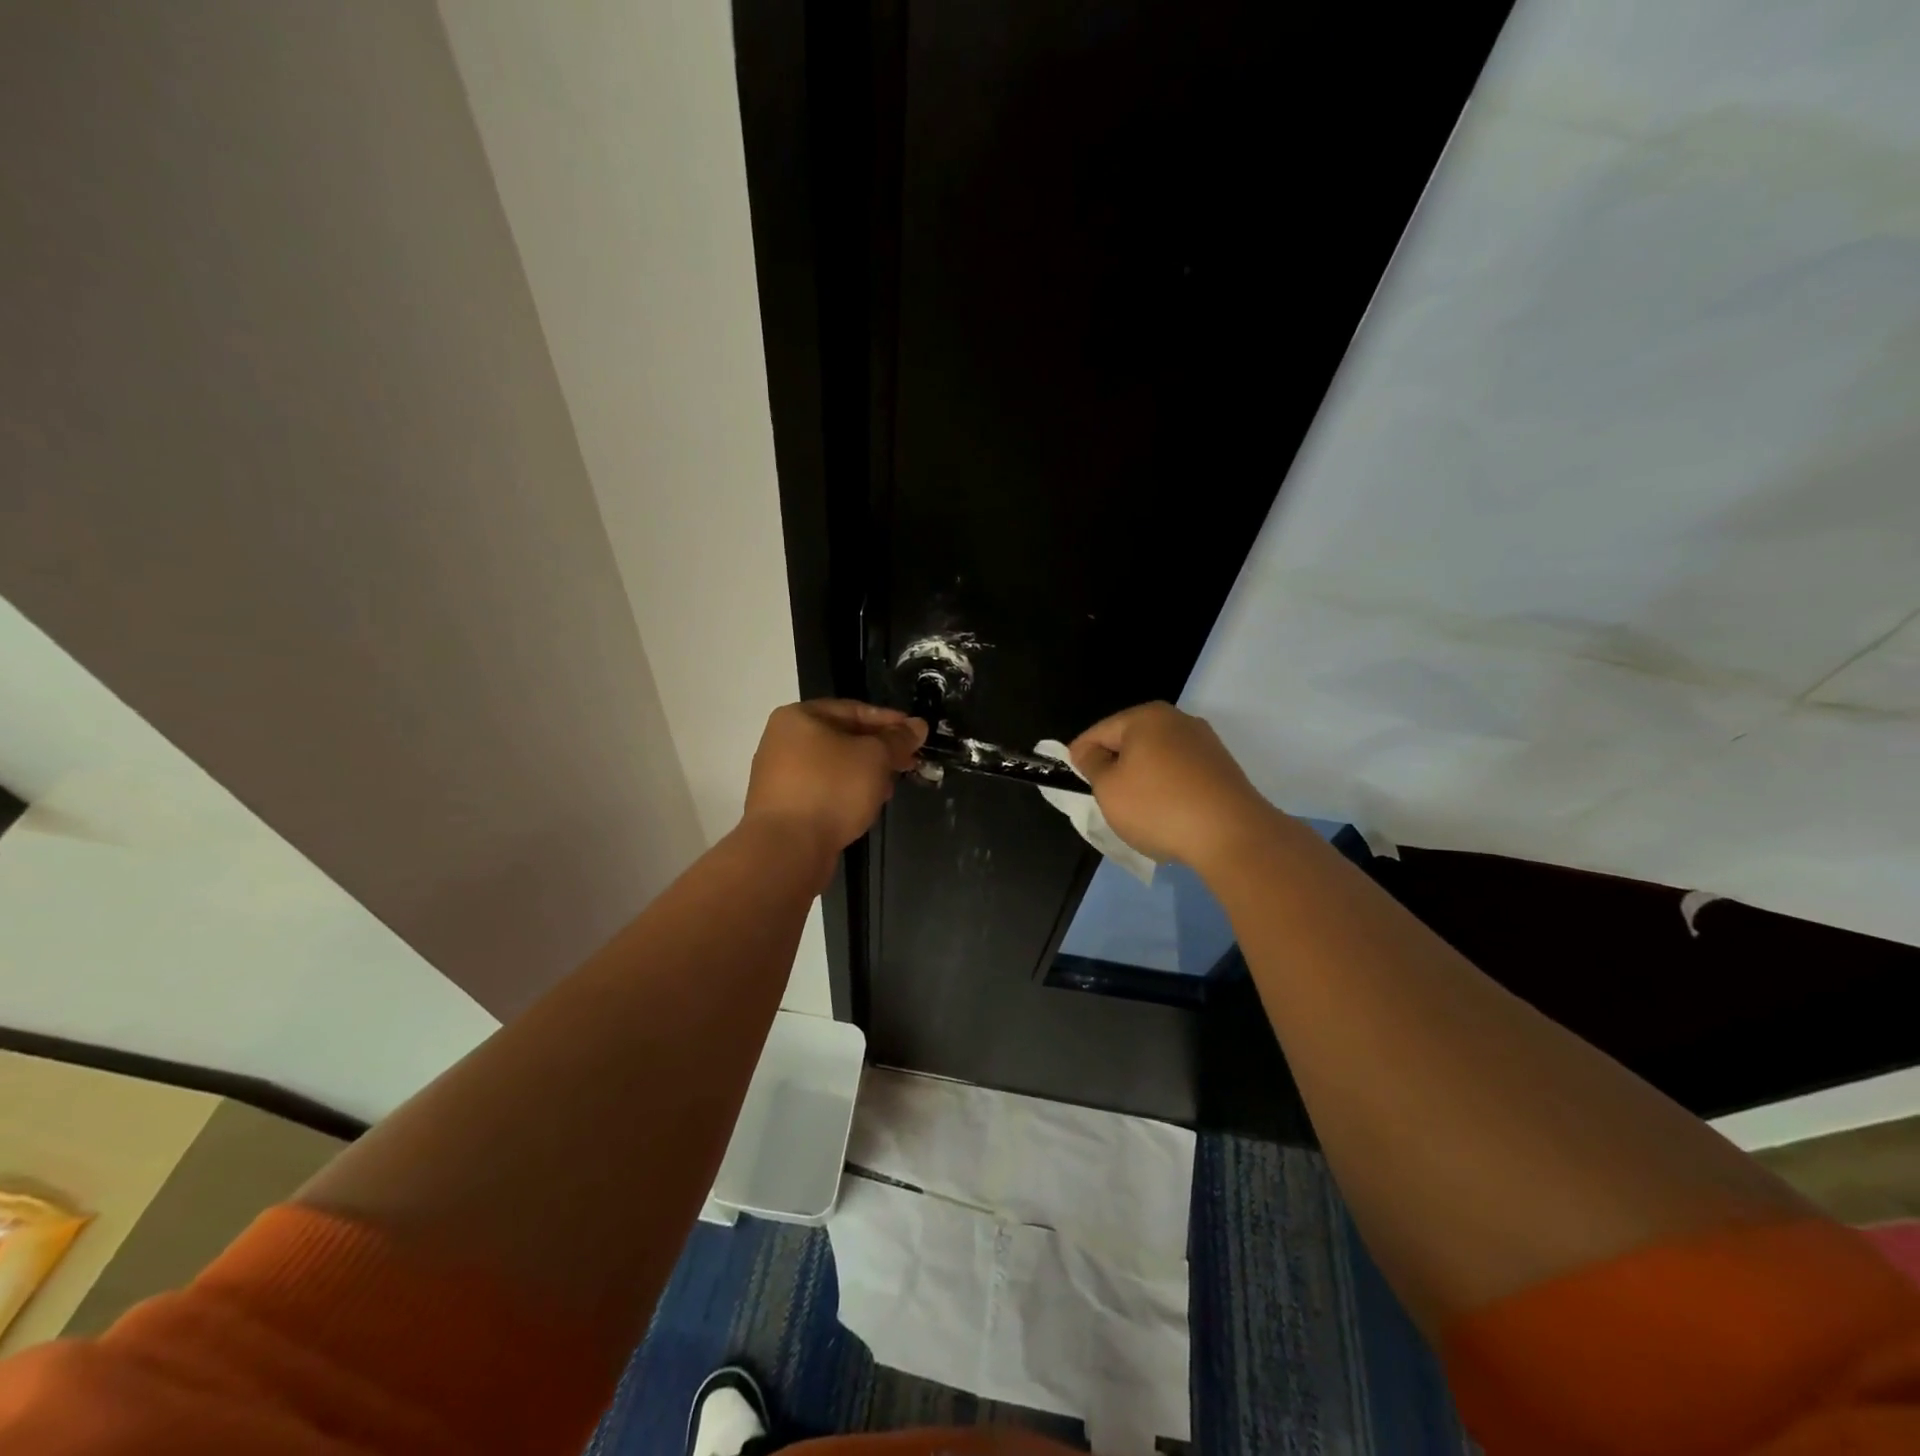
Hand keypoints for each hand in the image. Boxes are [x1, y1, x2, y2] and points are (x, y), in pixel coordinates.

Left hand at [744, 700, 926, 863]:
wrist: (787, 848)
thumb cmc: (832, 788)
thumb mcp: (875, 757)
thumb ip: (898, 739)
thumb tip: (918, 725)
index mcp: (799, 717)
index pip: (853, 709)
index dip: (889, 720)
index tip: (916, 734)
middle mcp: (783, 741)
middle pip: (842, 737)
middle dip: (879, 750)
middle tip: (909, 762)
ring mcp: (779, 775)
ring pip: (833, 766)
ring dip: (865, 773)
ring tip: (891, 786)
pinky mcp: (783, 806)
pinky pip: (822, 789)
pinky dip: (846, 792)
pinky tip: (867, 805)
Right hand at [1068, 701, 1274, 868]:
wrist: (1231, 835)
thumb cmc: (1158, 806)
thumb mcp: (1109, 788)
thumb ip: (1092, 765)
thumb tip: (1090, 752)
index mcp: (1146, 717)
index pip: (1099, 731)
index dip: (1080, 755)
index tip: (1072, 779)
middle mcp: (1178, 720)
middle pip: (1131, 741)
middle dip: (1114, 765)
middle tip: (1102, 796)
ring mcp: (1205, 743)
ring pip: (1157, 757)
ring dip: (1142, 778)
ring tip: (1135, 809)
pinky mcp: (1222, 768)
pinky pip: (1181, 773)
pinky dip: (1167, 788)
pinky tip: (1165, 812)